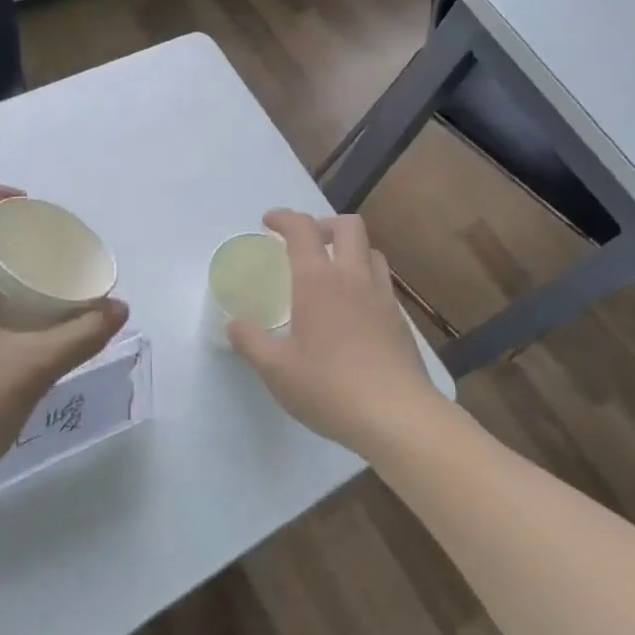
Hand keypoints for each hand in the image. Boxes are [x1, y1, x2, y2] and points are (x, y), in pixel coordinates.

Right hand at [227, 209, 444, 459]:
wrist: (397, 416)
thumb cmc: (329, 387)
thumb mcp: (276, 370)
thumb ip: (251, 343)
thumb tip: (234, 325)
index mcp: (318, 281)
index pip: (302, 230)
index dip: (284, 218)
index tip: (269, 222)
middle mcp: (353, 278)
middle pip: (348, 226)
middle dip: (324, 225)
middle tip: (306, 244)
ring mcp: (382, 297)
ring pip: (371, 251)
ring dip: (350, 250)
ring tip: (333, 272)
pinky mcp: (400, 320)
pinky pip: (383, 282)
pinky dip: (365, 279)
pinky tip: (354, 310)